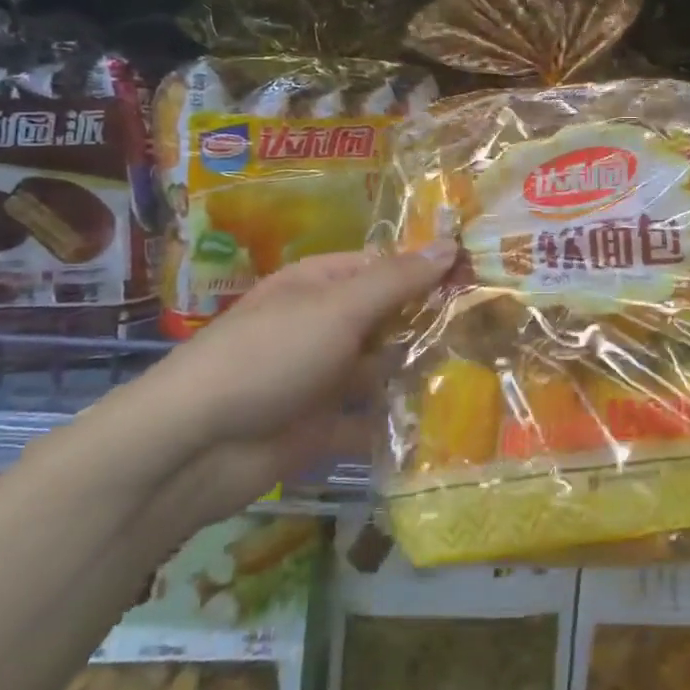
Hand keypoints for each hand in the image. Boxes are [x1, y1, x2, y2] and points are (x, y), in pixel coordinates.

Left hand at [82, 243, 456, 536]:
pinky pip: (368, 418)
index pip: (384, 267)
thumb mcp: (336, 308)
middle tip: (495, 330)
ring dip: (419, 372)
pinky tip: (444, 422)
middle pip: (386, 318)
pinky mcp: (321, 426)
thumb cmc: (269, 357)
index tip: (479, 280)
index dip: (429, 271)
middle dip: (431, 324)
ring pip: (381, 368)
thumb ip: (396, 280)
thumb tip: (450, 243)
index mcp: (319, 285)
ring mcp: (321, 377)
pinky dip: (397, 420)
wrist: (195, 446)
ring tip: (482, 374)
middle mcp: (322, 326)